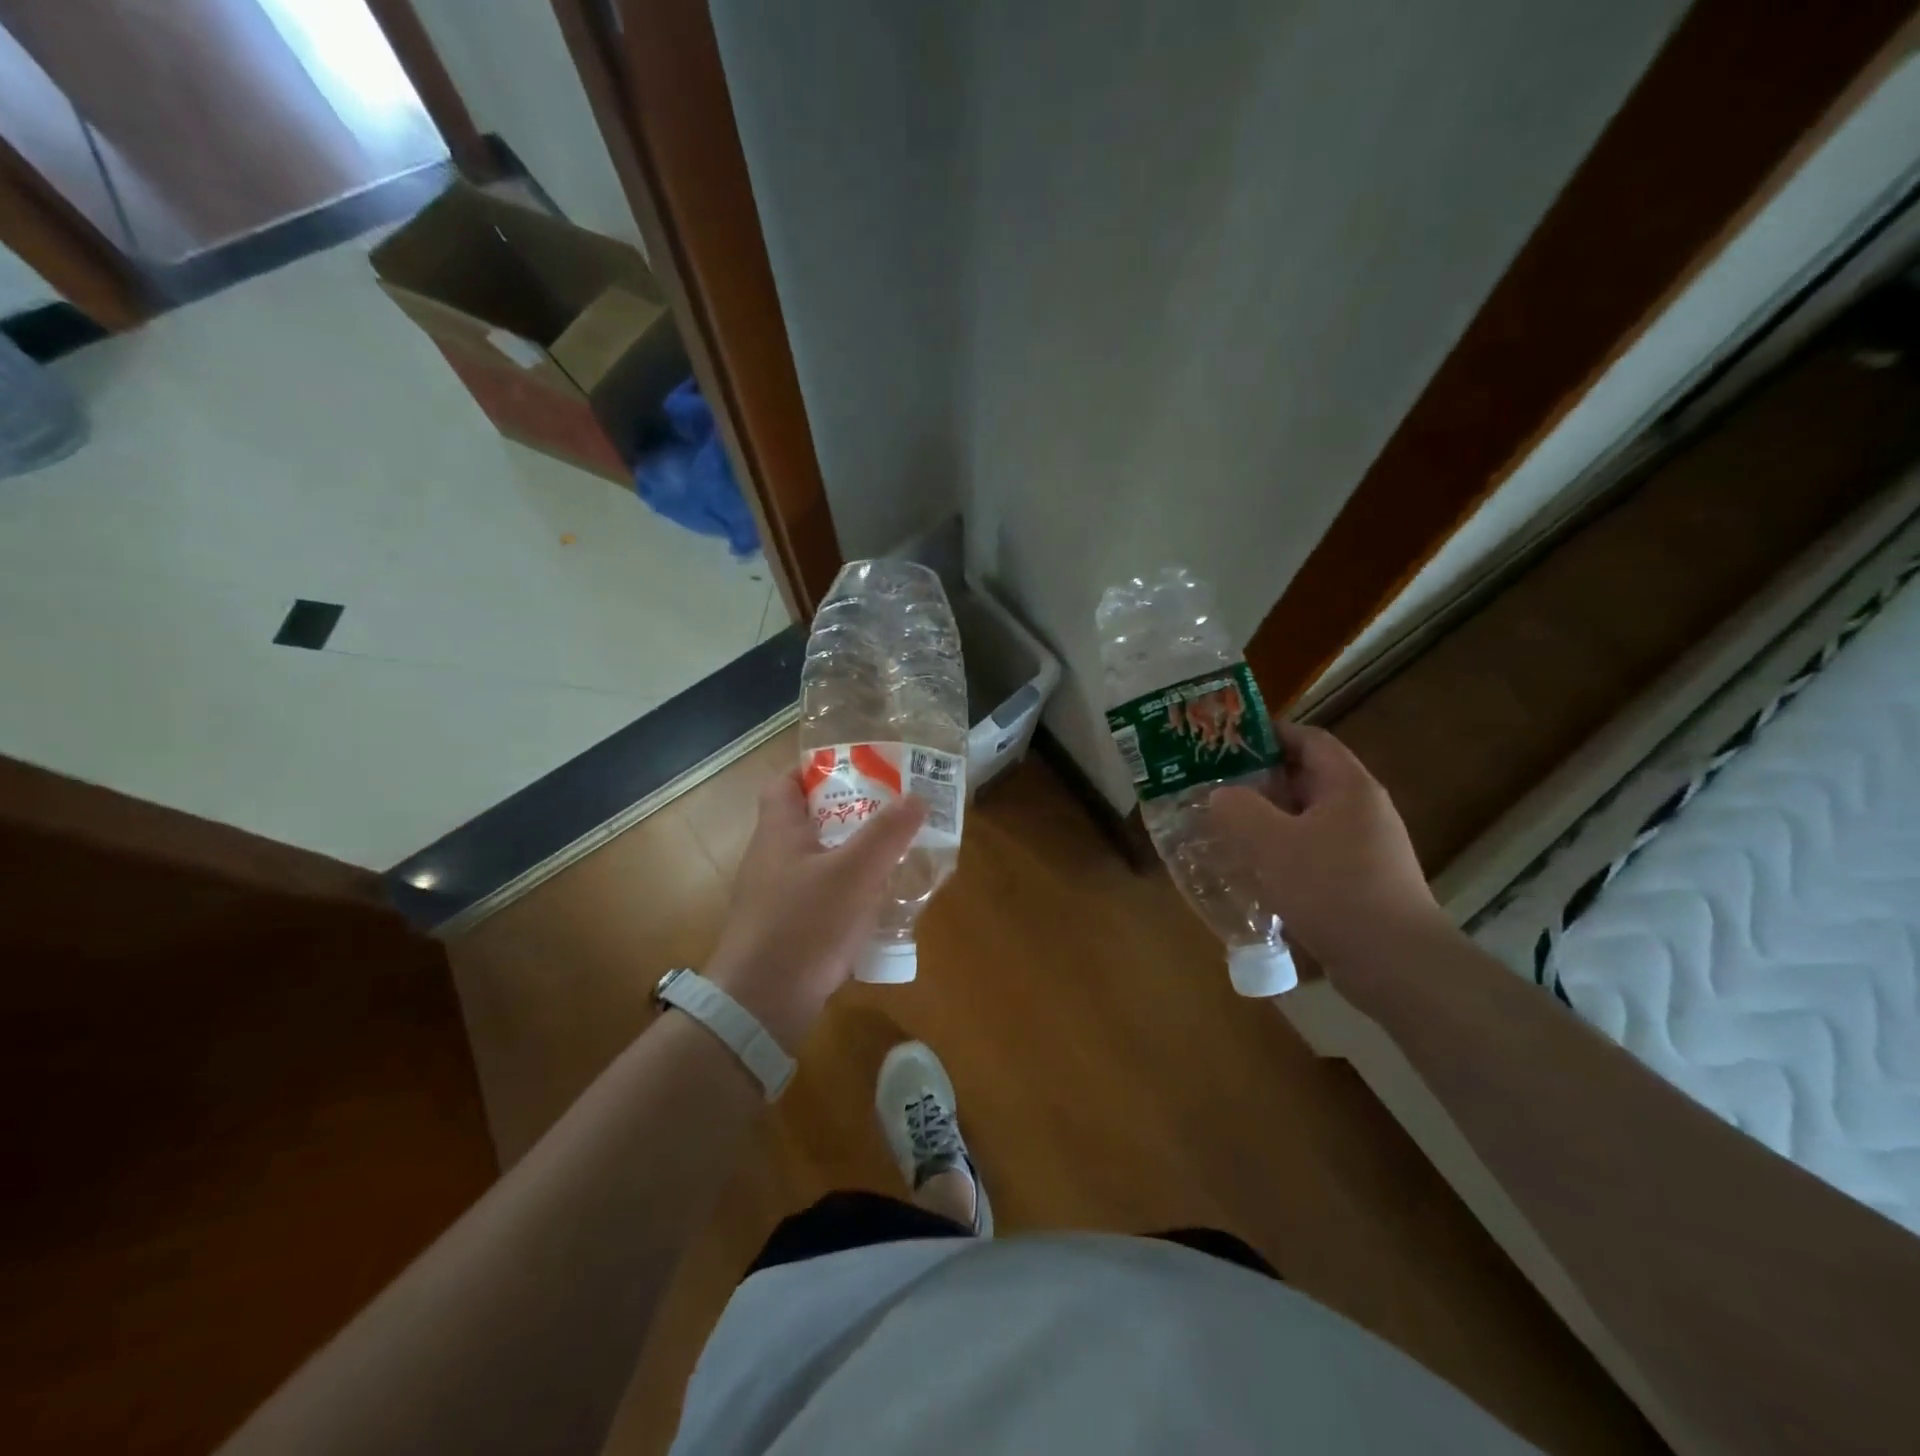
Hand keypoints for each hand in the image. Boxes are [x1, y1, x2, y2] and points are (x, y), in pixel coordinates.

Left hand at [704, 773, 925, 1048]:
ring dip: (850, 855)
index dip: (815, 768)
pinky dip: (844, 893)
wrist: (760, 1005)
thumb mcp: (855, 873)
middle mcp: (769, 858)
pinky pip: (817, 897)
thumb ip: (887, 834)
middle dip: (848, 812)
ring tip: (891, 854)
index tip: (857, 768)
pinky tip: (874, 906)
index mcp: (778, 832)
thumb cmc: (804, 925)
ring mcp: (772, 897)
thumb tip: (917, 797)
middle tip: (889, 811)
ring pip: (815, 861)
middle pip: (807, 820)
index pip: (785, 782)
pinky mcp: (782, 930)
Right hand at [1209, 722, 1445, 971]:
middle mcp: (1362, 809)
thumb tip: (1222, 794)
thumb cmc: (1332, 889)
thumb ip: (1239, 809)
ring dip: (1268, 820)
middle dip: (1260, 780)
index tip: (1227, 741)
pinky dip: (1283, 853)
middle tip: (1215, 787)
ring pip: (1307, 819)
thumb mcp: (1272, 842)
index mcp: (1348, 786)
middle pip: (1306, 779)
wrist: (1396, 963)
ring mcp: (1366, 848)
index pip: (1308, 739)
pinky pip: (1314, 853)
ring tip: (1225, 828)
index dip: (1268, 734)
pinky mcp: (1361, 882)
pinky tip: (1254, 871)